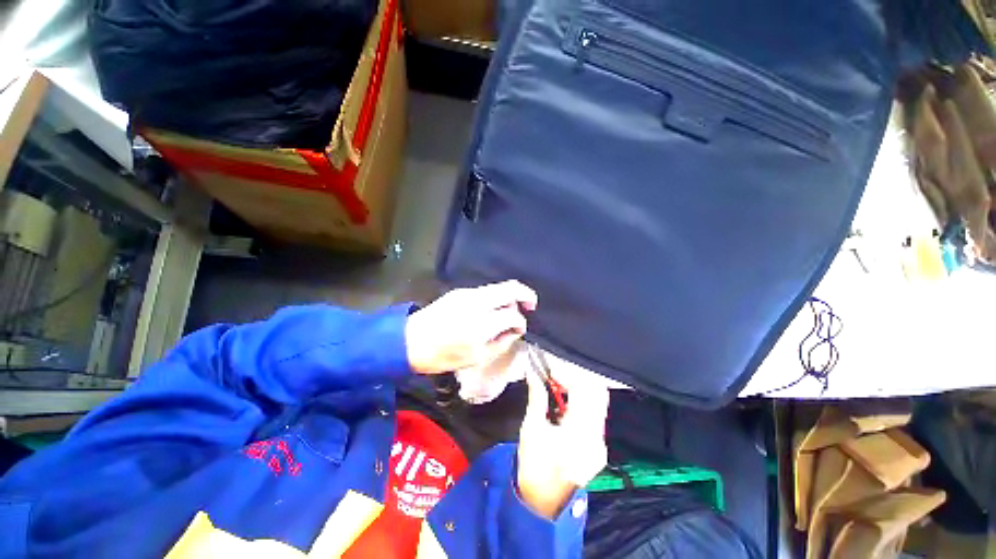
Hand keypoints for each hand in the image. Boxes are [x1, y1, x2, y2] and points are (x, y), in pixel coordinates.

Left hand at [405, 280, 537, 374]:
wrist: (409, 341)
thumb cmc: (443, 356)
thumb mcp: (476, 358)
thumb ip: (502, 342)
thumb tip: (515, 330)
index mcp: (481, 324)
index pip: (512, 314)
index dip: (521, 323)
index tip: (520, 330)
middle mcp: (477, 302)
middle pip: (510, 288)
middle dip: (526, 294)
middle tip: (531, 305)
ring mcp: (468, 293)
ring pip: (499, 287)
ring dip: (510, 296)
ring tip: (510, 310)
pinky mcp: (459, 291)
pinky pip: (486, 290)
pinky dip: (496, 297)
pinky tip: (492, 309)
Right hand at [517, 363, 609, 518]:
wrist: (543, 503)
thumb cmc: (534, 465)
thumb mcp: (531, 428)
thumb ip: (536, 397)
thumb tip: (533, 372)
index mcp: (579, 432)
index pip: (583, 390)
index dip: (567, 374)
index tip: (551, 369)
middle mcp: (597, 436)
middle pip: (597, 393)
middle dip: (578, 377)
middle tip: (557, 374)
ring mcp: (601, 443)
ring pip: (598, 403)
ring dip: (581, 389)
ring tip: (559, 385)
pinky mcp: (599, 447)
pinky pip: (596, 415)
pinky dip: (583, 402)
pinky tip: (565, 403)